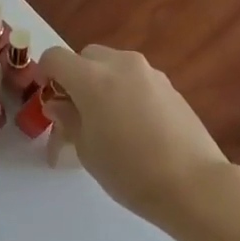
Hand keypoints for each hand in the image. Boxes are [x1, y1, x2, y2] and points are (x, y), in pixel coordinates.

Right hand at [39, 44, 228, 218]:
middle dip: (76, 77)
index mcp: (92, 78)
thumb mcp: (86, 150)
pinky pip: (137, 78)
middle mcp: (120, 65)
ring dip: (103, 82)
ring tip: (110, 120)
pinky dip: (127, 91)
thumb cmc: (130, 172)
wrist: (194, 184)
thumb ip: (68, 119)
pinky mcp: (170, 85)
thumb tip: (59, 104)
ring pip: (114, 65)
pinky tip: (137, 126)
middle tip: (79, 111)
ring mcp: (149, 72)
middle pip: (87, 56)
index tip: (50, 98)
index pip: (55, 57)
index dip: (45, 74)